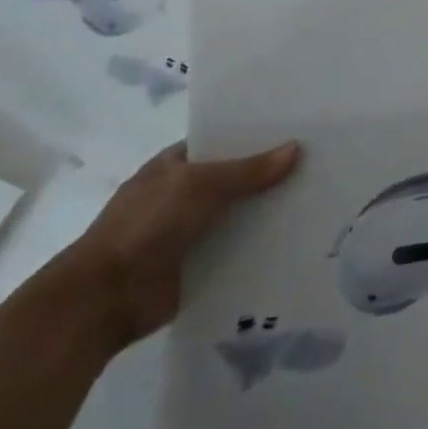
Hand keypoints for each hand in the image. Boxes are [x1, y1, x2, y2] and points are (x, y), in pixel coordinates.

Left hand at [50, 142, 300, 353]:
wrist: (104, 299)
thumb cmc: (146, 226)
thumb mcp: (200, 186)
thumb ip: (249, 170)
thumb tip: (296, 148)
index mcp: (176, 165)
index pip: (224, 141)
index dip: (258, 135)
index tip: (300, 129)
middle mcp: (184, 194)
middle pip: (238, 178)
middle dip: (273, 174)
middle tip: (323, 163)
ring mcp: (192, 231)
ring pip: (242, 214)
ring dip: (271, 211)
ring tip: (321, 199)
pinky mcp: (200, 265)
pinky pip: (240, 249)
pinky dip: (263, 245)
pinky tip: (300, 237)